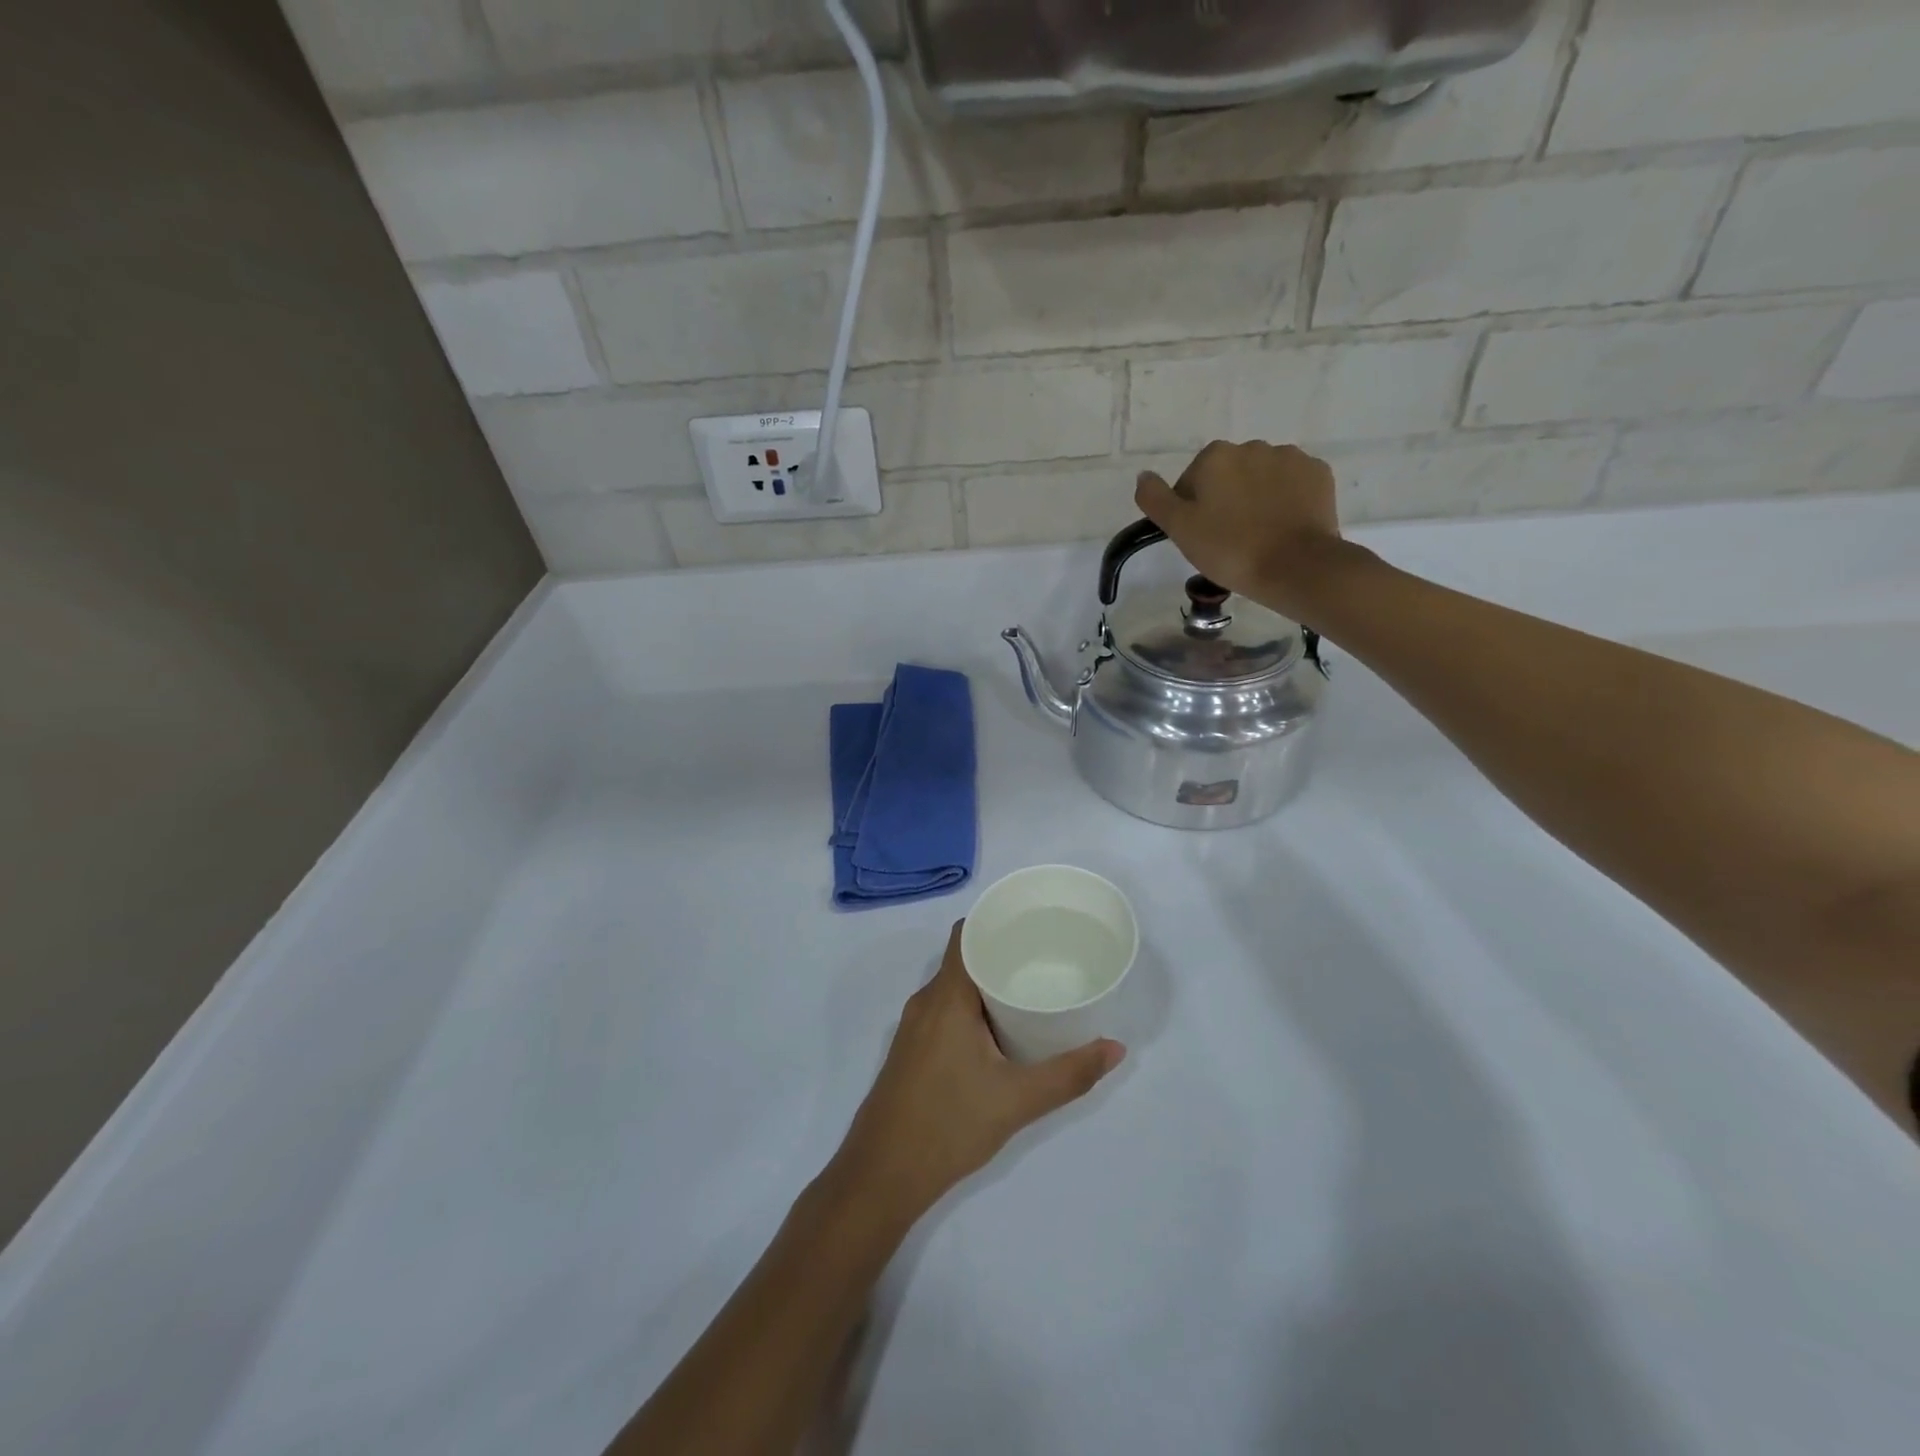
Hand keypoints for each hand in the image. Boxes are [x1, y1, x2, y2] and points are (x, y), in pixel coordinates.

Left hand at [830, 923, 1124, 1224]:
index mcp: (946, 997)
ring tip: (1030, 988)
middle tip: (1046, 957)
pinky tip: (1000, 1029)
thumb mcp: (1017, 1100)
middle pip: (964, 958)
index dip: (996, 921)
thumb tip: (1116, 1048)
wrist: (881, 1176)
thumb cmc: (947, 1125)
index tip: (1033, 923)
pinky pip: (945, 1010)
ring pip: (954, 987)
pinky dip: (973, 1008)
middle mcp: (925, 1002)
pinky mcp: (911, 1051)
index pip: (967, 934)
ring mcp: (914, 1028)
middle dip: (1002, 953)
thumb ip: (1069, 1074)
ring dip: (988, 983)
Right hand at [1135, 441, 1353, 619]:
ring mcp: (1290, 457)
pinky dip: (1285, 500)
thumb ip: (1155, 498)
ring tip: (1258, 534)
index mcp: (1215, 457)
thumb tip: (1144, 475)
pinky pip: (1292, 484)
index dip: (1191, 509)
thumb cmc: (1229, 549)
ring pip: (1261, 477)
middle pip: (1228, 475)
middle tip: (1227, 538)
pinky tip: (1282, 527)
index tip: (1200, 536)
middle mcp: (1252, 446)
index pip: (1191, 481)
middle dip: (1225, 499)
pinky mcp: (1318, 474)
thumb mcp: (1179, 528)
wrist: (1295, 566)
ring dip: (1256, 497)